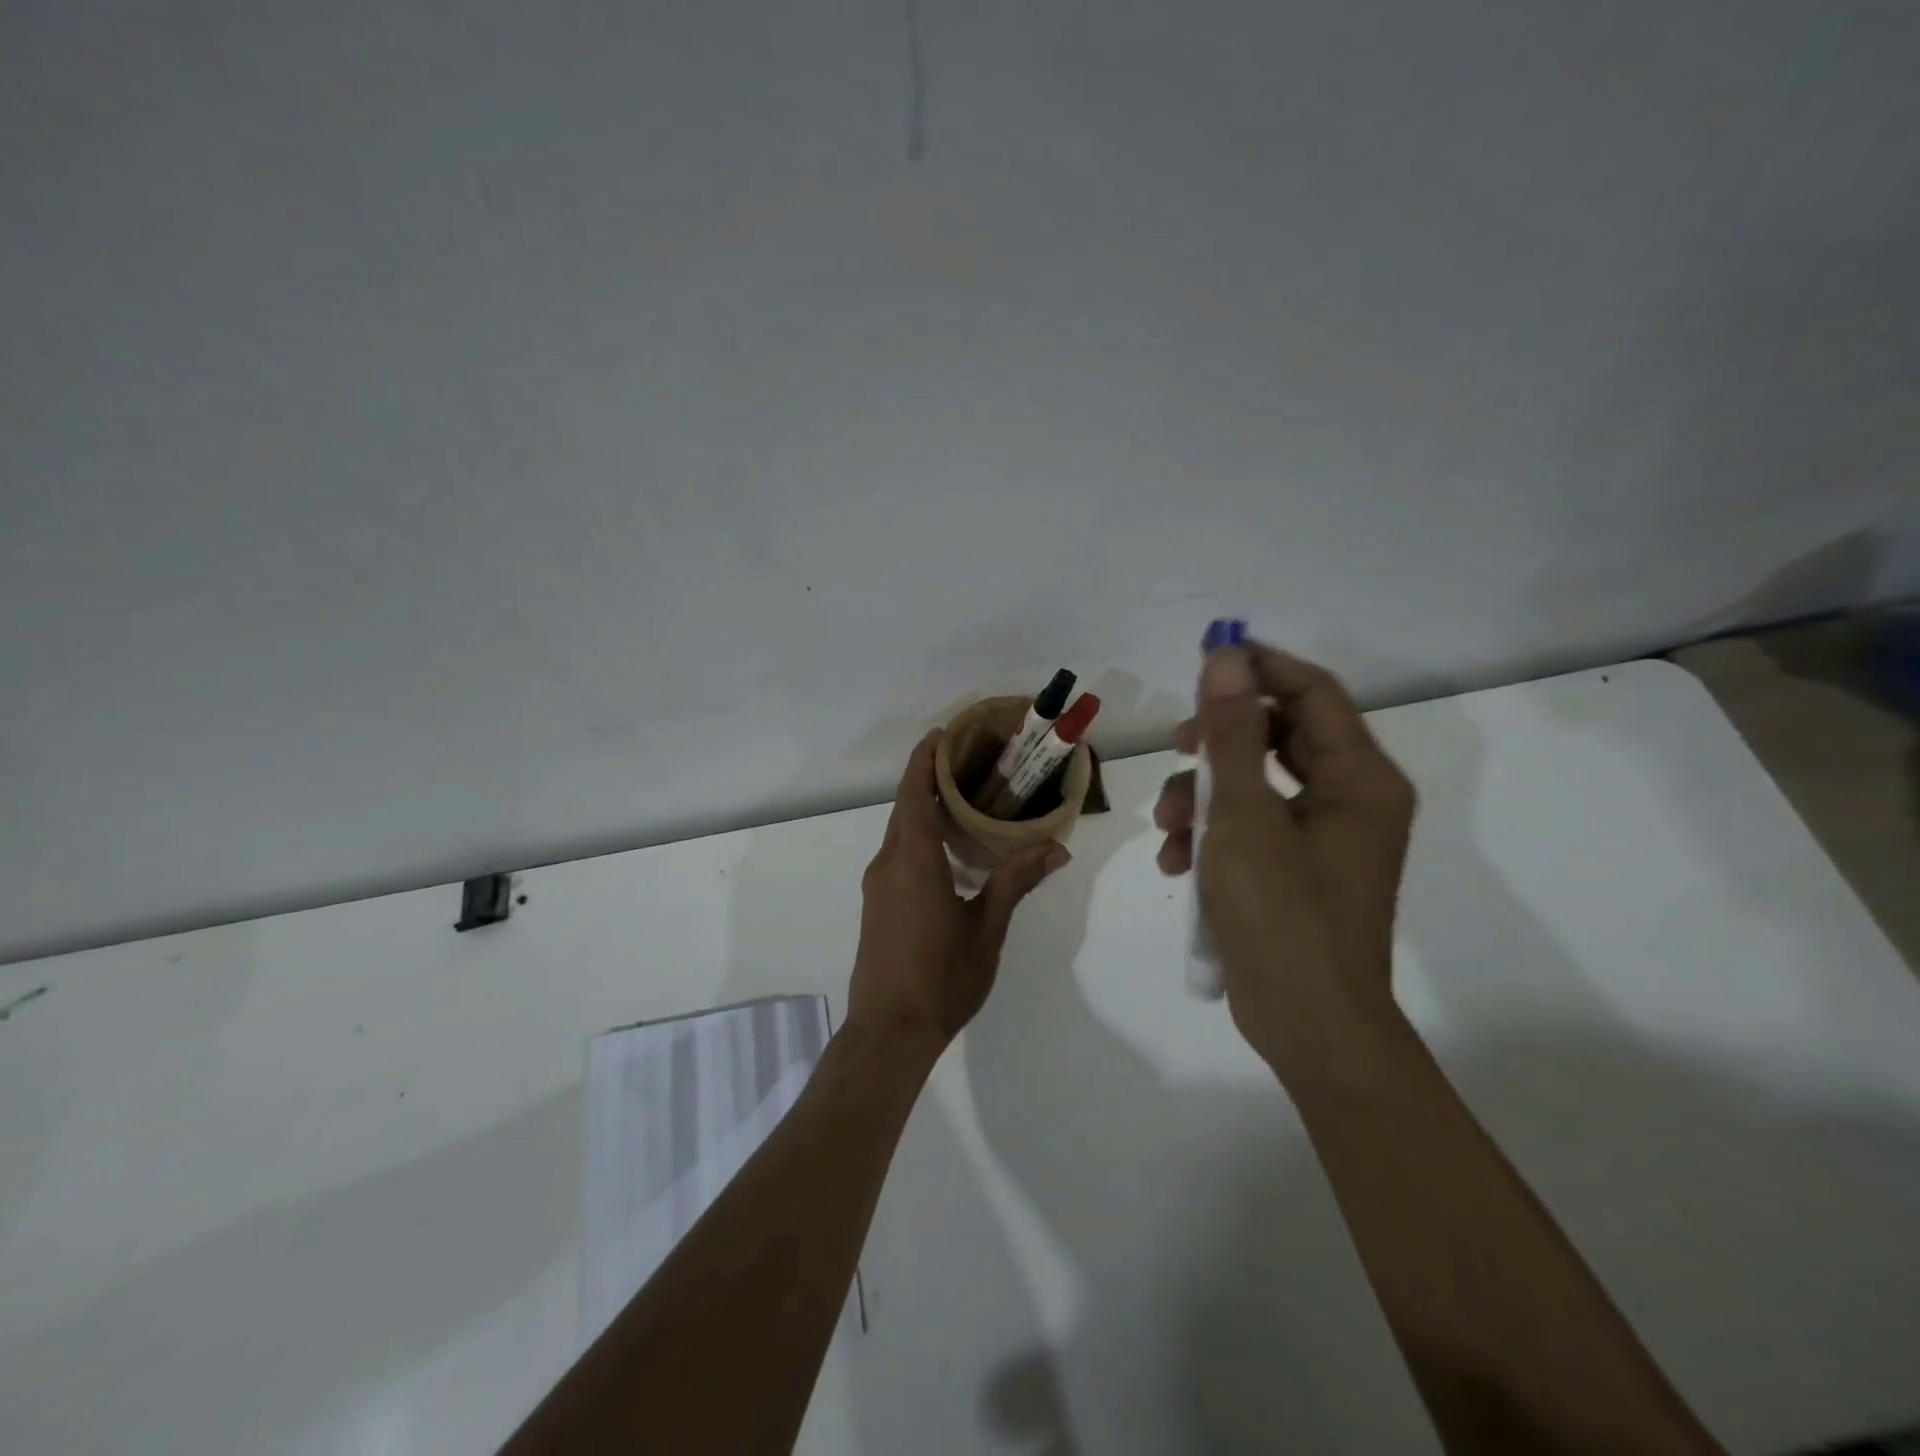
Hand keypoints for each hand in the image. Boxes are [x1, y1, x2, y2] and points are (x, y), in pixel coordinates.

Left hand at [850, 730, 1069, 1050]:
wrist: (889, 1031)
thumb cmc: (942, 978)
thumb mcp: (986, 930)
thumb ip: (1015, 882)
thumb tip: (1055, 849)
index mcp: (914, 860)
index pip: (914, 793)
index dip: (924, 759)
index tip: (942, 734)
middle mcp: (888, 862)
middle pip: (904, 806)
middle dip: (927, 778)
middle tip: (967, 763)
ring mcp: (878, 884)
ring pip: (899, 830)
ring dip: (922, 807)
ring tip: (962, 799)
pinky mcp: (876, 903)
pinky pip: (896, 853)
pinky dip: (916, 834)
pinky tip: (946, 849)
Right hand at [1154, 642, 1415, 1063]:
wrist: (1307, 1025)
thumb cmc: (1280, 913)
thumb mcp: (1243, 814)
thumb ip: (1232, 733)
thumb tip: (1226, 658)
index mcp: (1359, 778)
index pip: (1312, 692)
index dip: (1258, 668)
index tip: (1204, 660)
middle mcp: (1351, 798)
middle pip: (1278, 736)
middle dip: (1216, 744)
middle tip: (1176, 746)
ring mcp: (1324, 837)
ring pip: (1255, 784)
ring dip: (1201, 797)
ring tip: (1166, 832)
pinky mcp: (1297, 869)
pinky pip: (1250, 827)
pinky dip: (1212, 835)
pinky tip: (1178, 866)